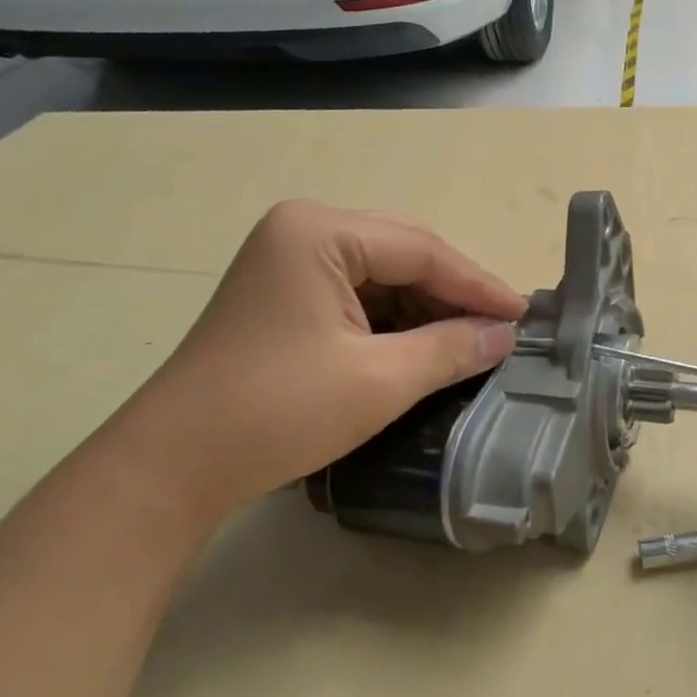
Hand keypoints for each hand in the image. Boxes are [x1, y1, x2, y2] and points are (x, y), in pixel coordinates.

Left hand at [101, 202, 524, 524]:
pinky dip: (396, 320)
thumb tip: (507, 335)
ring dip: (428, 308)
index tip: (524, 317)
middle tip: (503, 328)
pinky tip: (425, 346)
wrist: (172, 465)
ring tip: (472, 341)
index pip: (422, 250)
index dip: (479, 285)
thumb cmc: (278, 411)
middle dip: (455, 294)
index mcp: (320, 231)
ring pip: (384, 275)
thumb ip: (452, 348)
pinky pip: (359, 294)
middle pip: (404, 254)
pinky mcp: (285, 294)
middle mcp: (304, 230)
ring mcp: (289, 260)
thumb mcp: (379, 380)